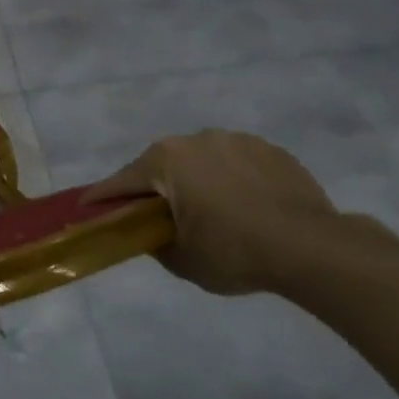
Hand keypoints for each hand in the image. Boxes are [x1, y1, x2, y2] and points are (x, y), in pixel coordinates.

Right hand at [82, 130, 340, 295]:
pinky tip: (241, 206)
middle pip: (162, 166)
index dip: (102, 198)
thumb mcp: (180, 259)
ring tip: (207, 212)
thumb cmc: (234, 252)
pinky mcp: (272, 151)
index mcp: (166, 160)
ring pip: (201, 162)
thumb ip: (154, 241)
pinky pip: (236, 164)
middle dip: (154, 188)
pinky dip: (230, 181)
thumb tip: (151, 232)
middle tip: (154, 216)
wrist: (314, 249)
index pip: (122, 181)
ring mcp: (237, 141)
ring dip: (195, 181)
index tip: (85, 207)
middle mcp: (197, 140)